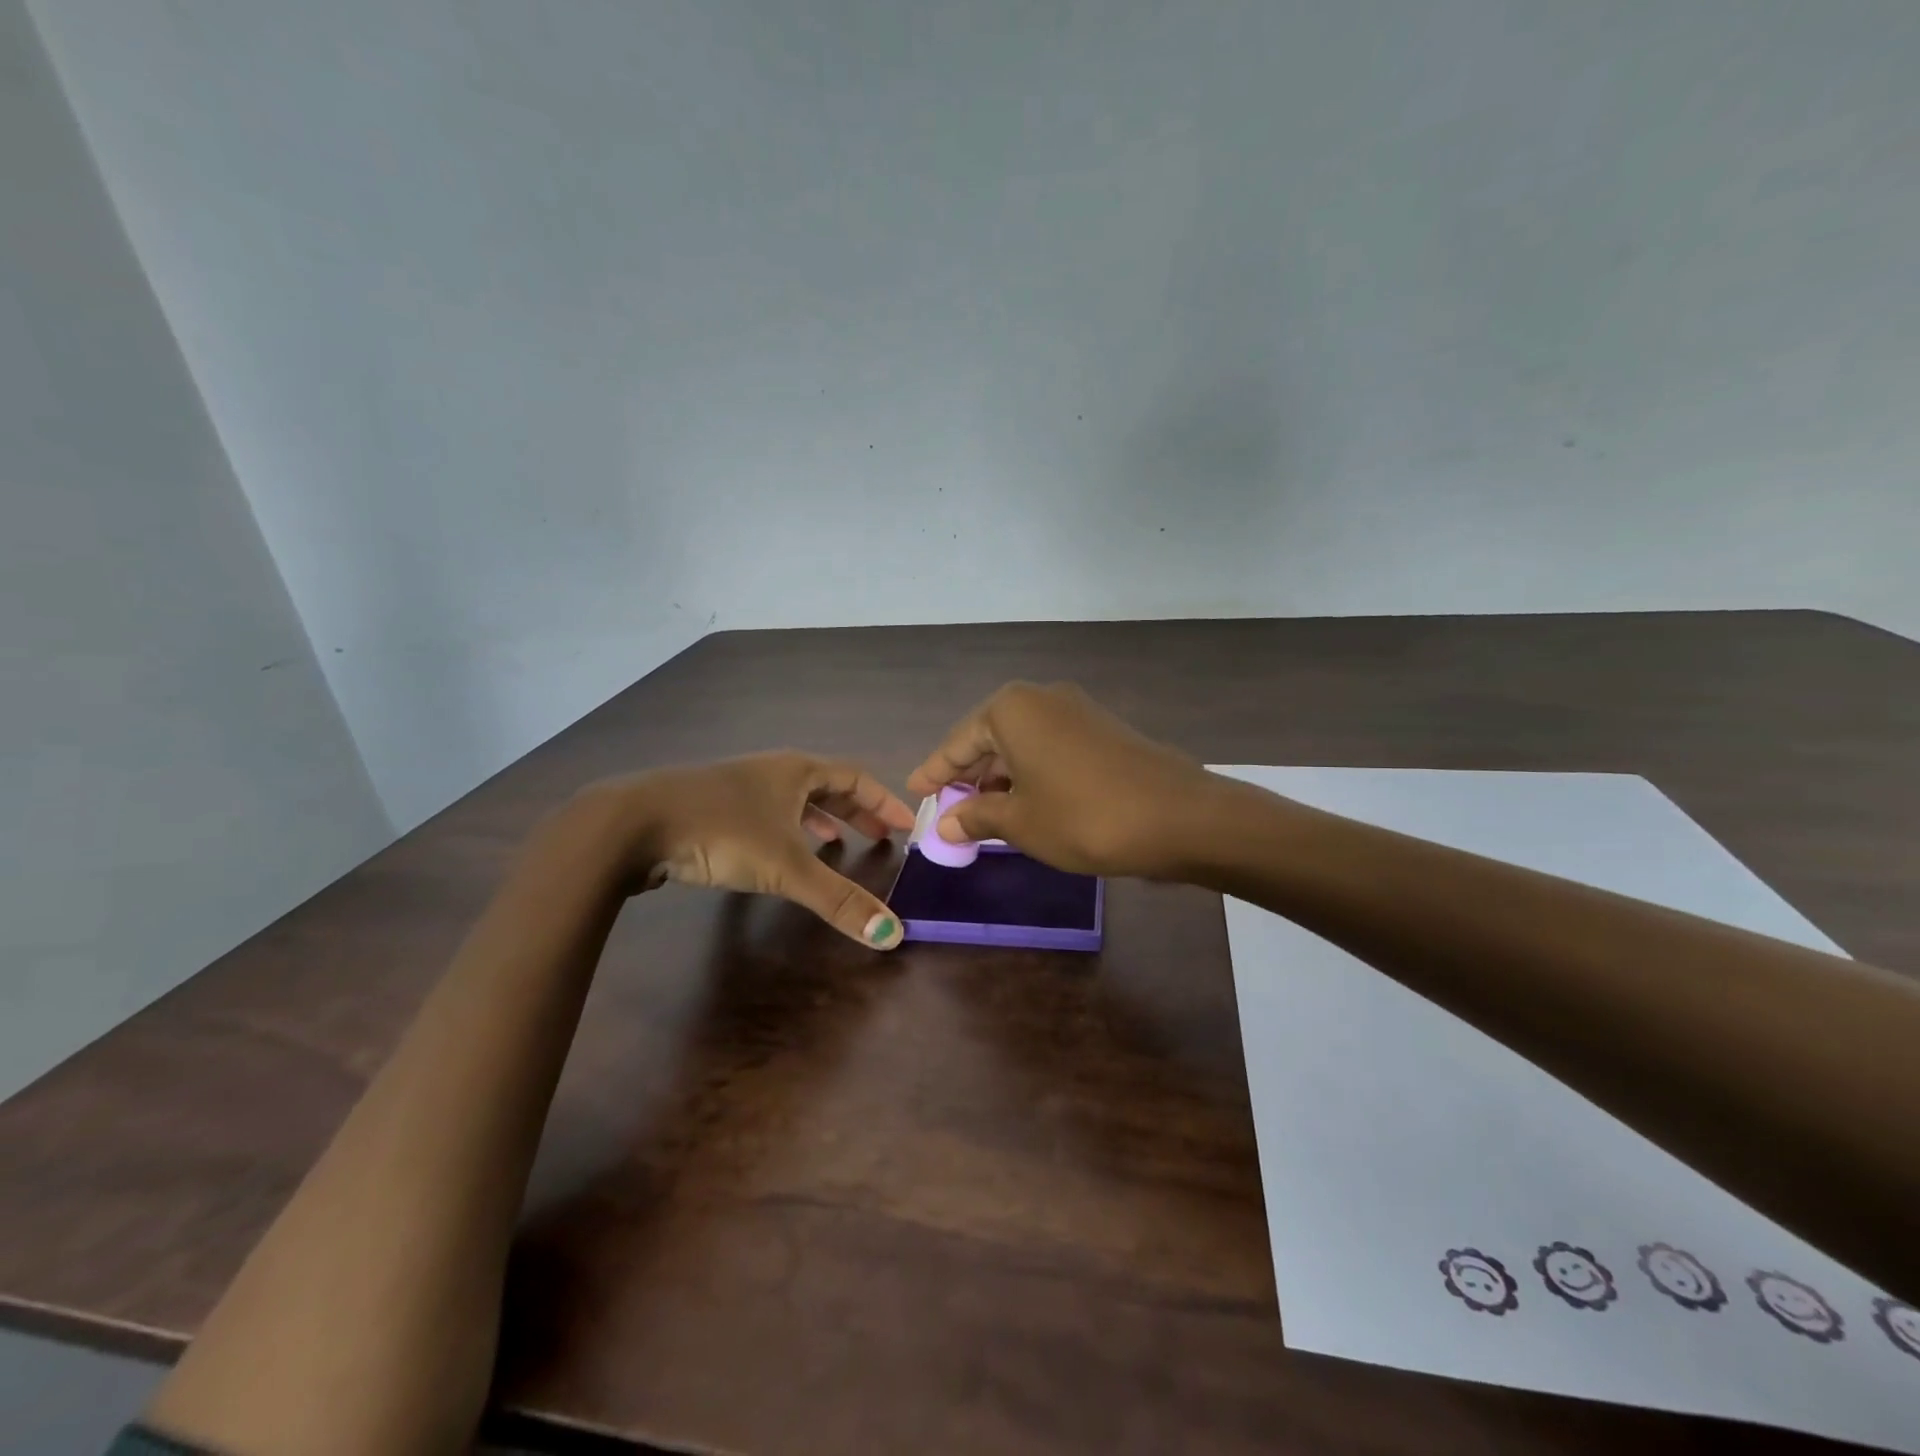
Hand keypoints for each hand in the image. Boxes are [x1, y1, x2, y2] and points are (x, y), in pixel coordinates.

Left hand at [572, 752, 916, 947]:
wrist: (632, 824)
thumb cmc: (721, 831)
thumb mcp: (786, 867)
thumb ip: (838, 900)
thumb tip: (892, 935)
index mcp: (796, 771)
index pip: (855, 778)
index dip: (884, 801)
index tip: (906, 825)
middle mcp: (771, 771)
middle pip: (826, 787)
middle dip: (856, 813)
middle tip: (879, 838)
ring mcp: (738, 787)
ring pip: (792, 800)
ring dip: (820, 820)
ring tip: (836, 845)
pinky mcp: (712, 806)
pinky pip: (766, 813)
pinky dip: (786, 830)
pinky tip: (778, 854)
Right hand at [905, 682, 1217, 878]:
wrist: (1178, 817)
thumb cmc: (1083, 816)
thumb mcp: (1020, 822)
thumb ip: (977, 817)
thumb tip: (946, 824)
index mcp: (1011, 709)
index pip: (958, 742)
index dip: (935, 772)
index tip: (915, 791)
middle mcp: (1042, 698)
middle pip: (989, 737)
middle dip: (969, 775)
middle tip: (949, 808)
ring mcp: (1077, 710)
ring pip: (1021, 743)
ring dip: (1001, 777)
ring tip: (984, 813)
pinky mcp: (1102, 729)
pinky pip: (1050, 747)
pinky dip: (1031, 773)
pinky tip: (1027, 802)